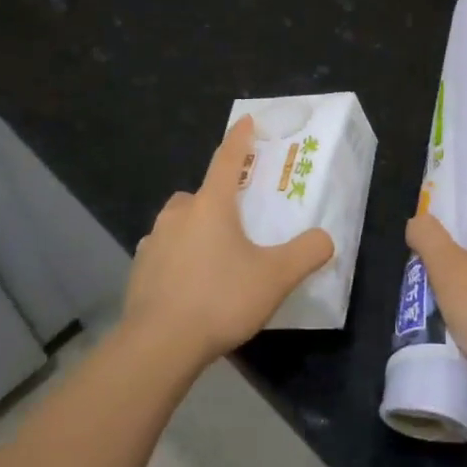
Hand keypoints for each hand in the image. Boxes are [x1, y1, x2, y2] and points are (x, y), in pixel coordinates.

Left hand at [122, 117, 333, 368]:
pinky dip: (178, 257)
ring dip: (194, 229)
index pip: (228, 159)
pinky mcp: (140, 269)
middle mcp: (178, 214)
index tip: (246, 120)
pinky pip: (164, 251)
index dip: (240, 138)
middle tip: (236, 219)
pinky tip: (190, 284)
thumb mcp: (275, 277)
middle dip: (216, 198)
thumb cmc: (220, 299)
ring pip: (178, 223)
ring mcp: (154, 241)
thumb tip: (326, 238)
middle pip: (199, 194)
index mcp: (211, 205)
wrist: (158, 345)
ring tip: (215, 257)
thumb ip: (306, 253)